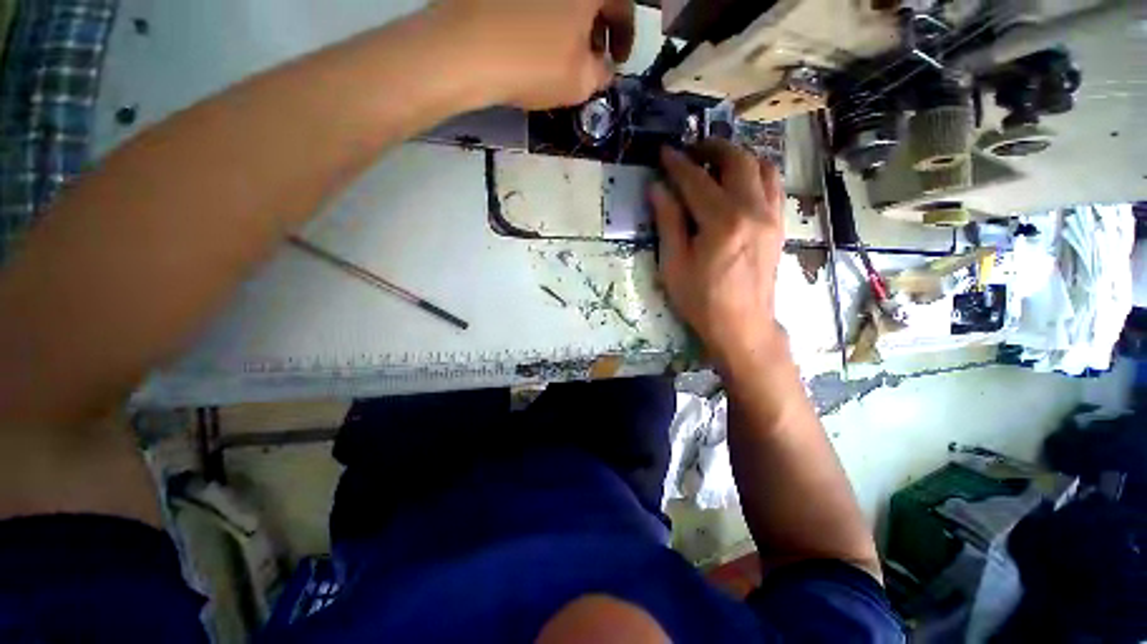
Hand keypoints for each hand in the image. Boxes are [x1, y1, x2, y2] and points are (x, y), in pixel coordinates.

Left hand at [429, 0, 634, 109]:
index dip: (625, 37)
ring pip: (564, 1)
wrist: (464, 50)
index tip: (618, 62)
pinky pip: (536, 4)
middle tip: (592, 57)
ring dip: (572, 22)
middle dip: (598, 27)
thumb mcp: (580, 82)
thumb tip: (605, 66)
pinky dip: (546, 17)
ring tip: (563, 53)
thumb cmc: (533, 64)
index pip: (623, 5)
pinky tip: (536, 40)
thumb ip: (602, 73)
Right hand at [651, 141, 786, 371]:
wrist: (742, 326)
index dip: (677, 164)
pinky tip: (740, 182)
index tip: (664, 152)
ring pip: (762, 167)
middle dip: (711, 148)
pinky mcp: (779, 226)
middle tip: (691, 150)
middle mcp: (752, 211)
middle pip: (737, 161)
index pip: (696, 180)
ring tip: (716, 162)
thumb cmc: (701, 301)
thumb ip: (668, 222)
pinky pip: (774, 186)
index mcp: (722, 222)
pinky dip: (756, 173)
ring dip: (738, 156)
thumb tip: (657, 188)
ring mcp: (772, 217)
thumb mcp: (674, 265)